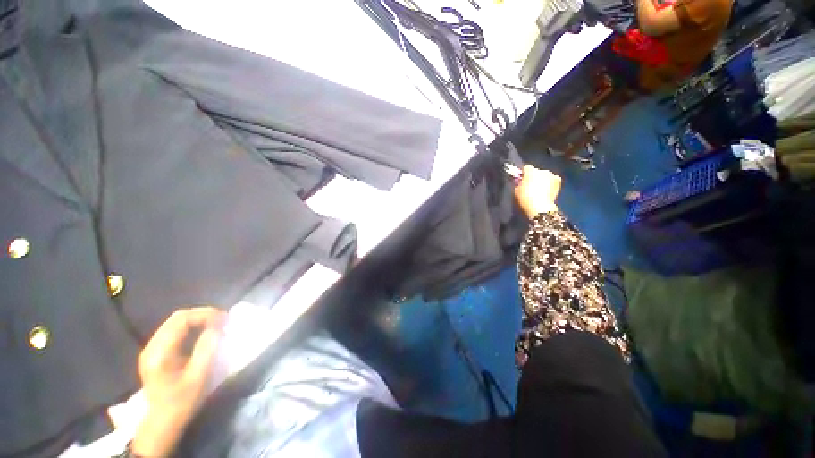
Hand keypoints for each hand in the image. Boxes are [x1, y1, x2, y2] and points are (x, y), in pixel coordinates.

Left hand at [132, 307, 225, 456]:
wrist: (162, 423)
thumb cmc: (182, 402)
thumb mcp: (199, 377)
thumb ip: (207, 349)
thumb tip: (218, 327)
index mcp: (160, 352)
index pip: (181, 320)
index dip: (205, 315)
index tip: (225, 319)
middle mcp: (152, 346)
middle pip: (177, 318)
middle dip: (203, 314)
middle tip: (223, 320)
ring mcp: (152, 349)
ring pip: (176, 322)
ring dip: (198, 320)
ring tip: (217, 325)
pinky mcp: (157, 352)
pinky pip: (175, 330)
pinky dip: (192, 327)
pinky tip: (203, 333)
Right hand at [514, 165, 561, 218]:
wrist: (540, 207)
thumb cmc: (526, 198)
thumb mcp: (516, 191)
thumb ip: (518, 183)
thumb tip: (519, 181)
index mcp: (530, 171)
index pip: (526, 168)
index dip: (524, 173)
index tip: (522, 179)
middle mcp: (542, 170)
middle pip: (536, 171)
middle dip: (534, 177)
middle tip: (530, 185)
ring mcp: (551, 175)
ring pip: (545, 175)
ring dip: (542, 179)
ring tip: (539, 189)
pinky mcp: (558, 181)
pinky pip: (553, 179)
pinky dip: (550, 182)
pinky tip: (547, 189)